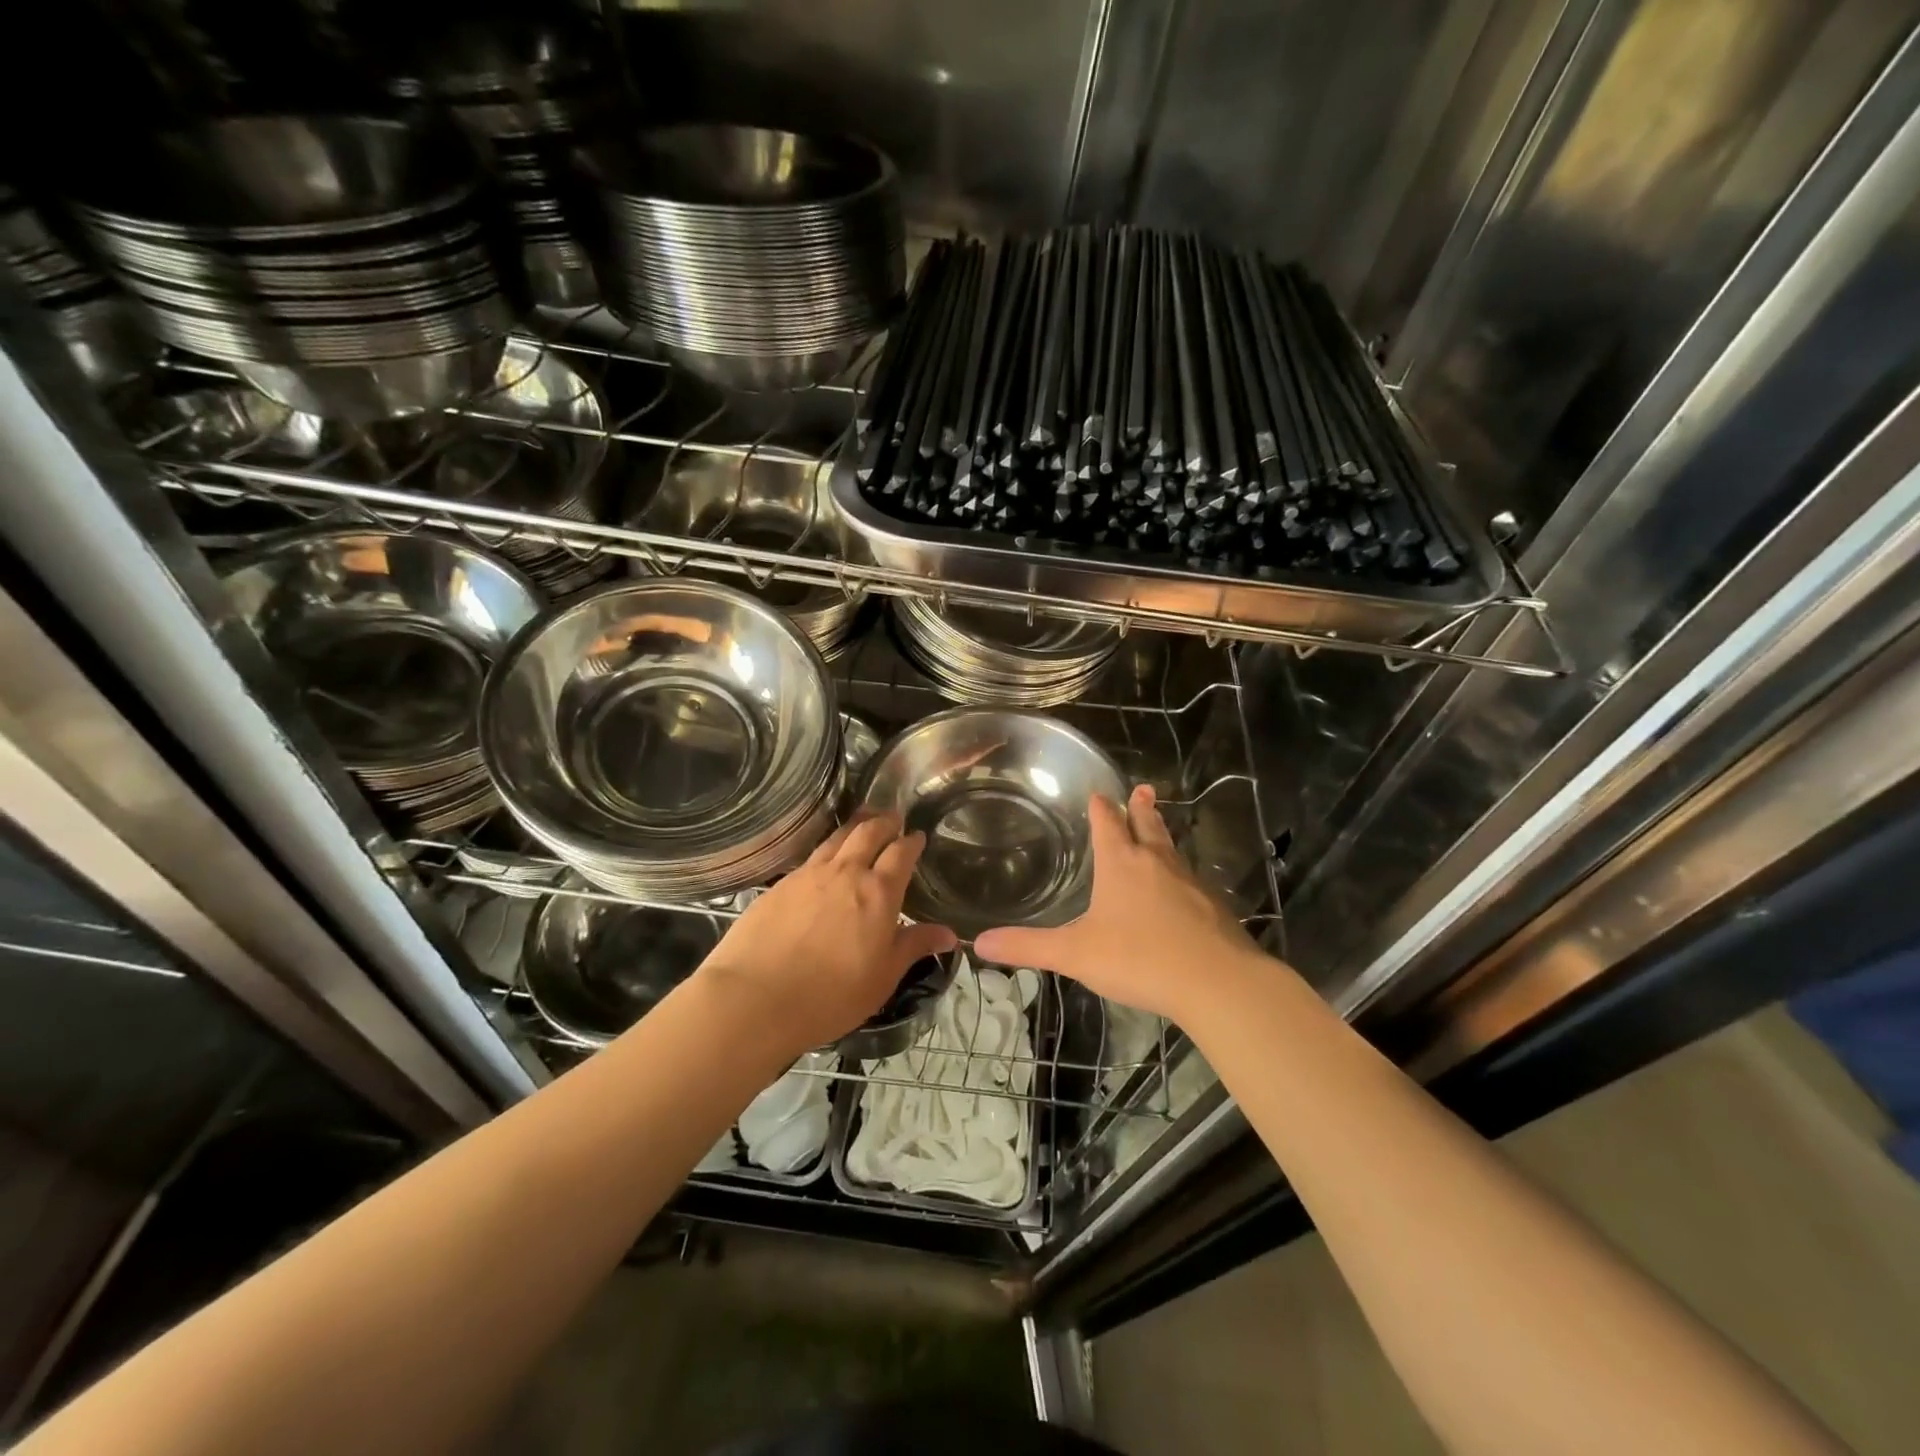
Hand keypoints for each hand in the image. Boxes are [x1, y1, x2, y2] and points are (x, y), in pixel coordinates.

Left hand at [697, 813, 956, 1053]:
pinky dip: (827, 848)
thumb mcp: (883, 977)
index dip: (912, 842)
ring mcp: (808, 875)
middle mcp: (845, 872)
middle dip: (885, 821)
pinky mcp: (780, 884)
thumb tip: (949, 934)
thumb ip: (914, 947)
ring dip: (855, 825)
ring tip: (863, 822)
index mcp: (878, 892)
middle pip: (868, 832)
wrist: (755, 999)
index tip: (918, 836)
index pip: (901, 853)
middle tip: (893, 818)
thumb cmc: (831, 995)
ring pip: (837, 838)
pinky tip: (825, 860)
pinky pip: (812, 856)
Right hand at [974, 784, 1268, 1026]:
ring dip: (1162, 835)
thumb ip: (1028, 947)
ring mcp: (1190, 882)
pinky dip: (1180, 874)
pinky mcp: (1213, 907)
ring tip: (1159, 828)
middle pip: (1147, 825)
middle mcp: (1156, 862)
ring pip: (1172, 849)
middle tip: (1143, 789)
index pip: (1108, 823)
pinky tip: (1181, 889)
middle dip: (1141, 807)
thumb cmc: (1139, 958)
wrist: (1217, 982)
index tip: (1098, 794)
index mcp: (1121, 863)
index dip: (1101, 808)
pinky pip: (1191, 879)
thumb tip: (979, 943)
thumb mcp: (1075, 954)